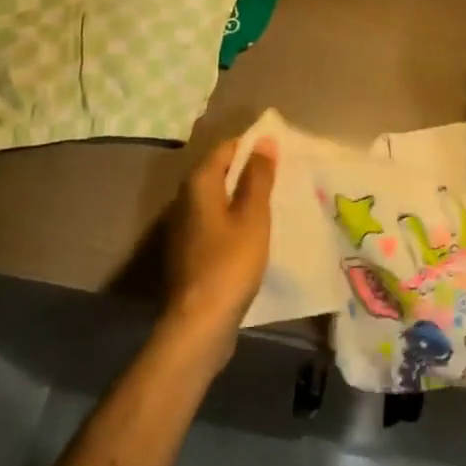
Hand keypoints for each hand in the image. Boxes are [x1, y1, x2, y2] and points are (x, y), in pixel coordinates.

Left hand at [162, 136, 276, 359]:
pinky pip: (214, 222)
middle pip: (219, 172)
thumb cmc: (230, 263)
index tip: (279, 152)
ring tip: (273, 201)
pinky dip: (233, 219)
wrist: (199, 324)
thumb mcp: (253, 216)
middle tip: (281, 175)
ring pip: (216, 199)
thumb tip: (264, 141)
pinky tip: (254, 232)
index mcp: (198, 184)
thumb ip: (259, 177)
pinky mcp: (189, 251)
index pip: (225, 148)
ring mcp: (184, 227)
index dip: (252, 146)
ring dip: (241, 196)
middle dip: (248, 170)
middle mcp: (184, 199)